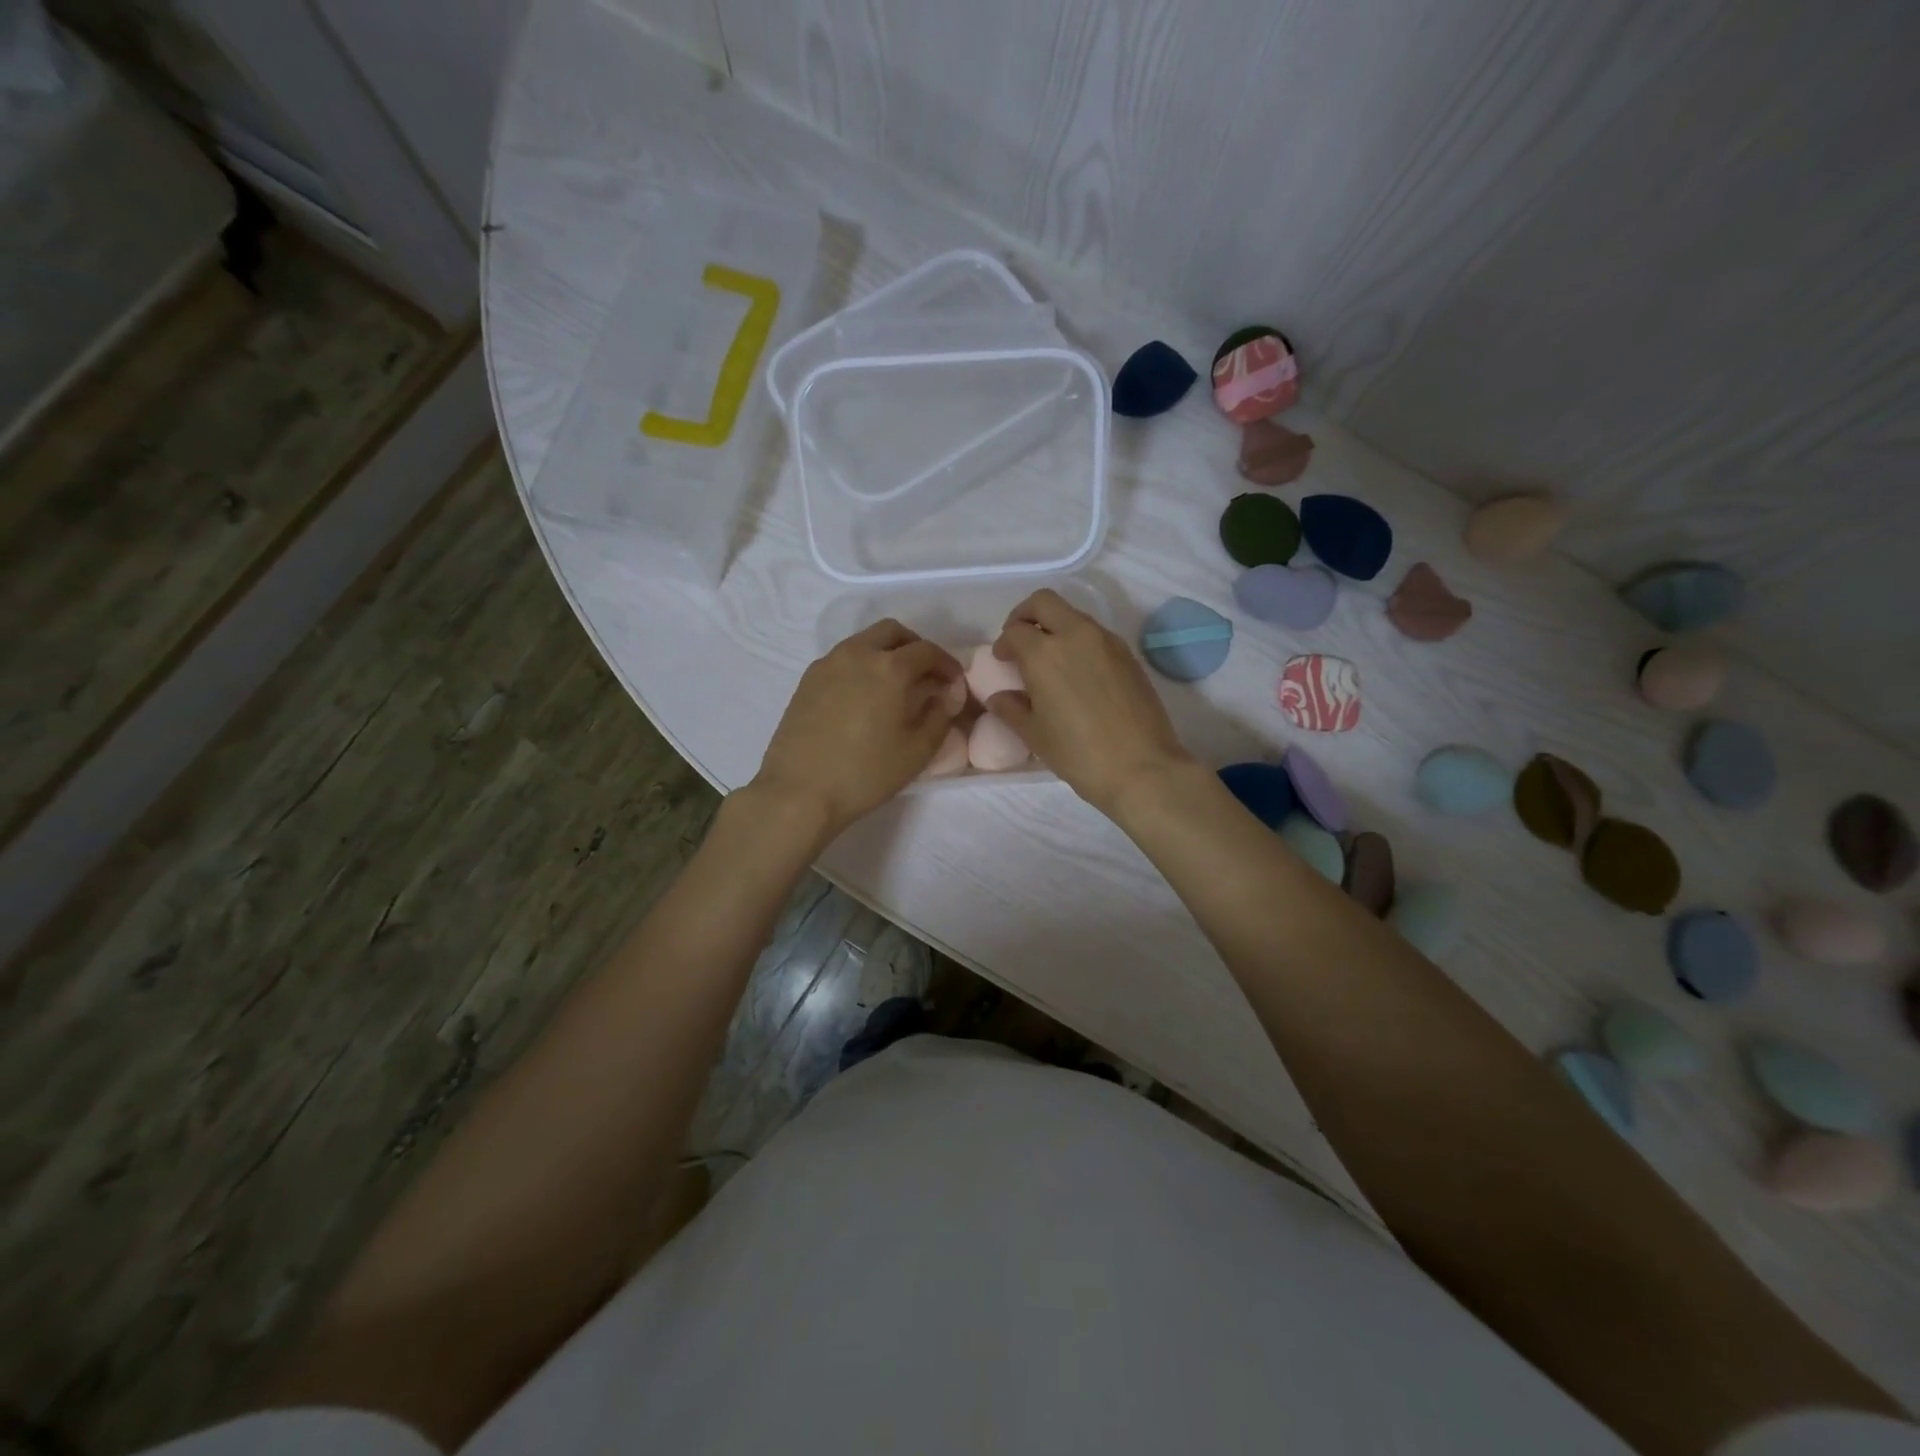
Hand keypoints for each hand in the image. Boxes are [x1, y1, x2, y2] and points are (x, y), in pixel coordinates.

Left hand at [749, 620, 962, 839]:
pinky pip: (842, 658)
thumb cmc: (865, 773)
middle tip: (926, 674)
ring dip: (886, 653)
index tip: (954, 682)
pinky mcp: (807, 680)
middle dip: (915, 647)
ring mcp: (827, 664)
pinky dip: (861, 665)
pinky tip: (864, 697)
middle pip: (892, 632)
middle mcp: (857, 654)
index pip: (927, 651)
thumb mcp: (917, 751)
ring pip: (864, 641)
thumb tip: (949, 693)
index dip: (947, 664)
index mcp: (889, 668)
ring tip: (895, 686)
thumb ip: (940, 715)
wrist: (799, 791)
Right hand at [986, 589, 1192, 814]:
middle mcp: (1075, 635)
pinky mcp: (1128, 654)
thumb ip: (1012, 709)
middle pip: (1044, 602)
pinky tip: (1078, 674)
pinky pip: (1095, 634)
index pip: (1014, 630)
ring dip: (1055, 627)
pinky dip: (1079, 641)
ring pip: (1073, 615)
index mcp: (1044, 653)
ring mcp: (1106, 641)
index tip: (1003, 661)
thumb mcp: (1035, 735)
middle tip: (1020, 641)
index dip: (1003, 644)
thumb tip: (999, 697)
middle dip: (1025, 615)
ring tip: (1050, 662)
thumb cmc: (1078, 754)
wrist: (1141, 767)